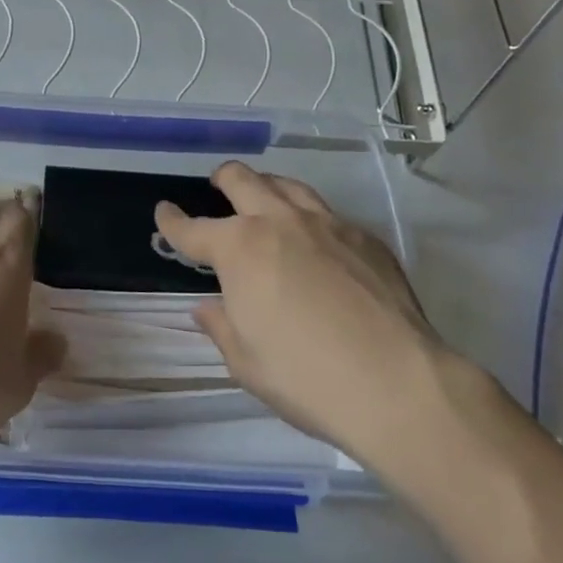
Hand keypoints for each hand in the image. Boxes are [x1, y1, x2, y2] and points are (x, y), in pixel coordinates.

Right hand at [153, 162, 451, 472]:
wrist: (398, 384)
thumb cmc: (307, 378)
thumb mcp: (247, 363)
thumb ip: (222, 326)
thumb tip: (207, 307)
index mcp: (240, 249)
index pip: (193, 229)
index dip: (172, 221)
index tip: (163, 213)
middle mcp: (280, 222)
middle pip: (243, 180)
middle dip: (222, 179)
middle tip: (216, 186)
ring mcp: (328, 224)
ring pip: (288, 185)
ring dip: (267, 186)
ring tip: (263, 197)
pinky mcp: (366, 238)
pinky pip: (328, 213)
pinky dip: (308, 217)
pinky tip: (316, 240)